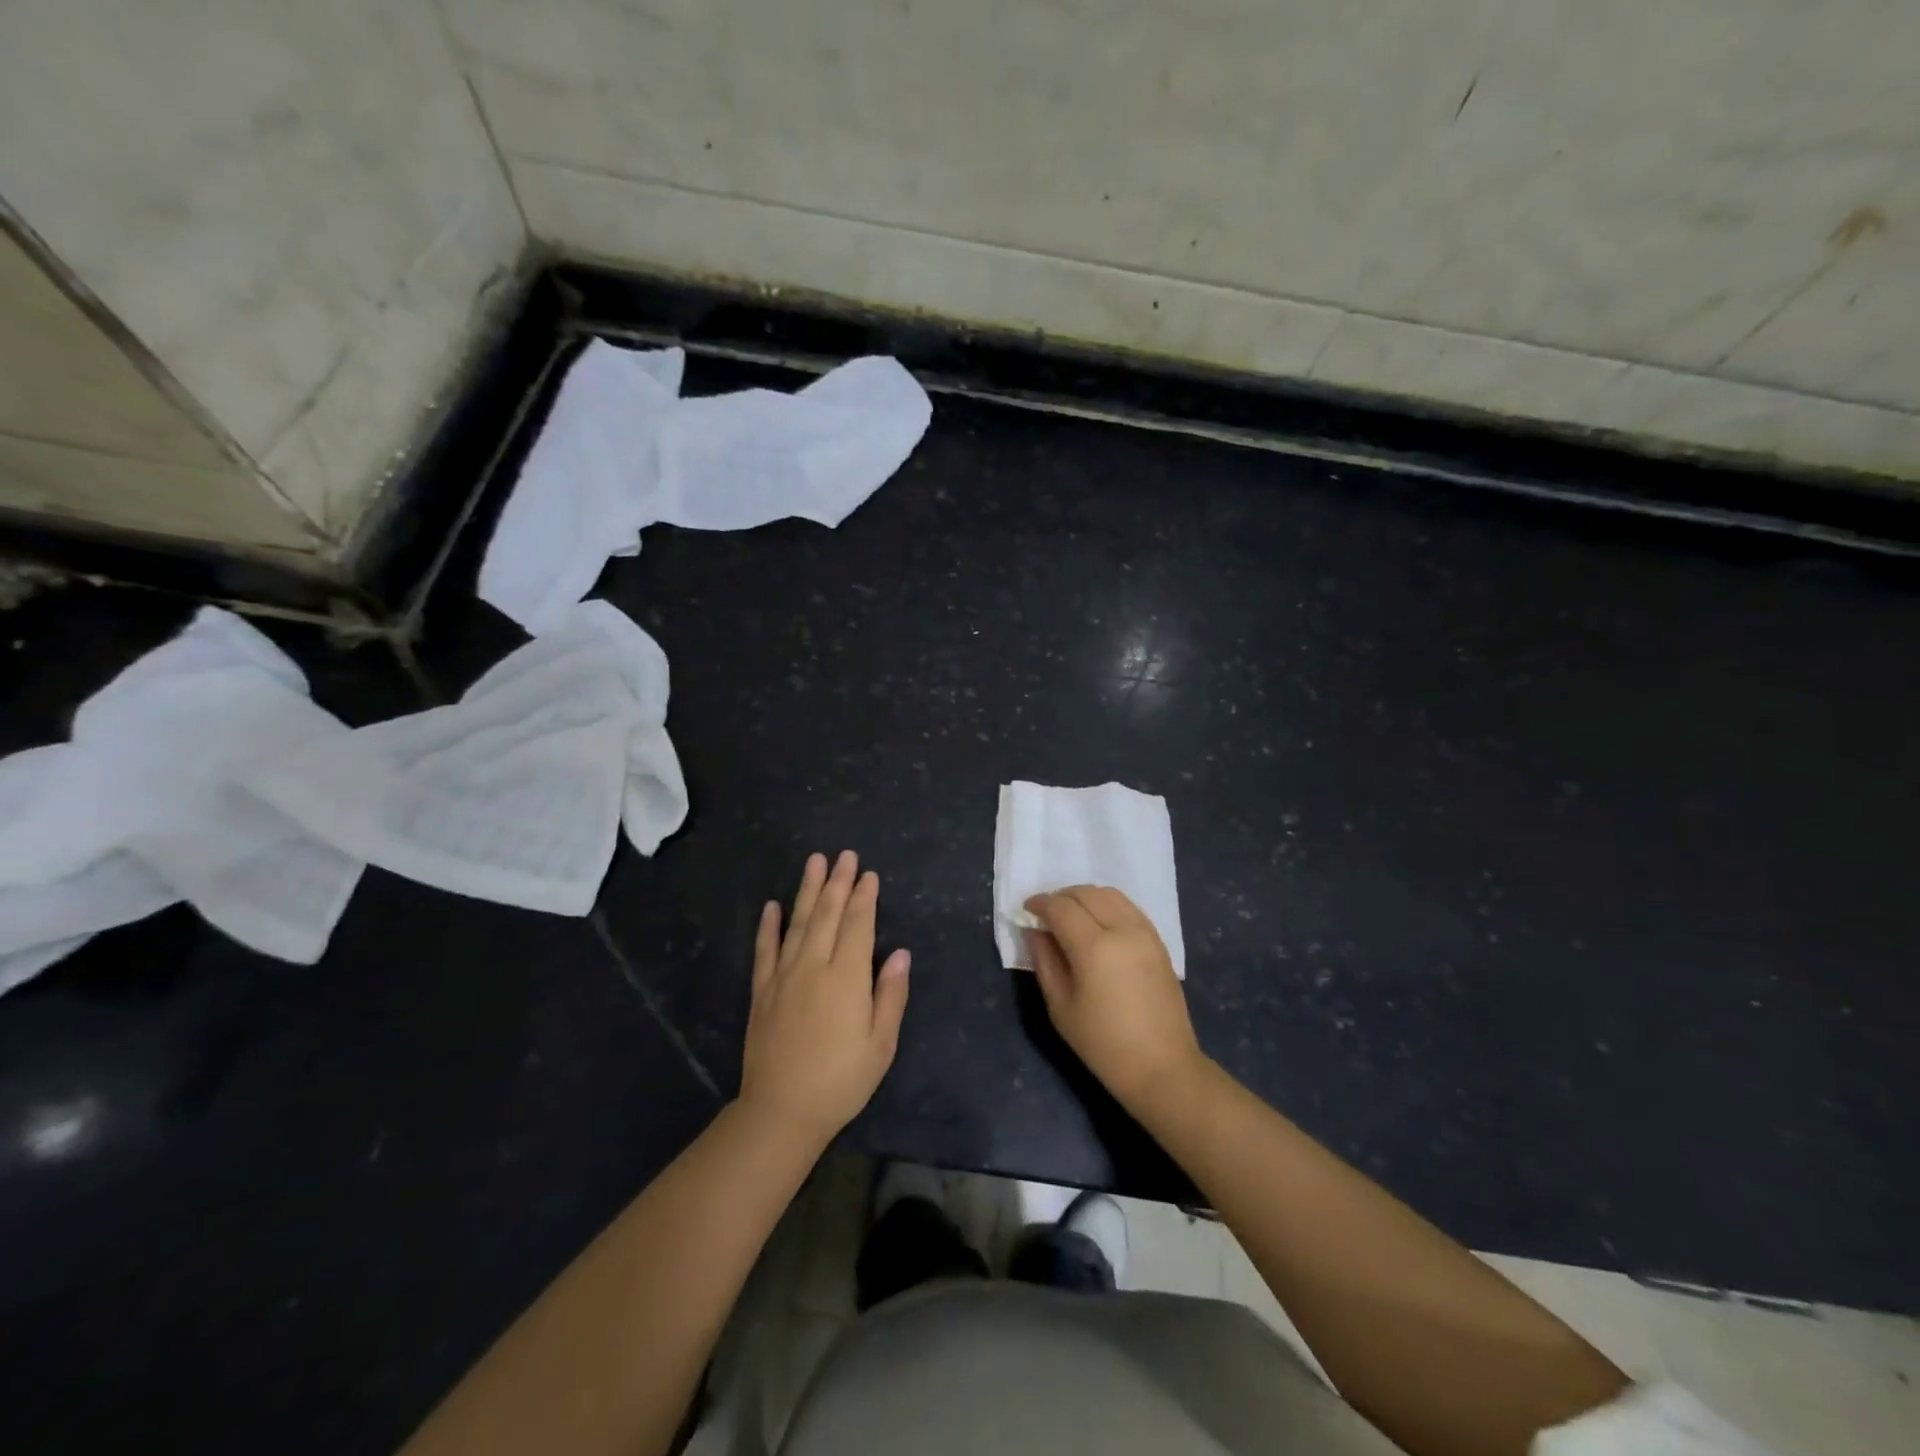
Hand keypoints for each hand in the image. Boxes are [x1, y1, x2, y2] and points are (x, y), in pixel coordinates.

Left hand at [739, 851, 910, 1146]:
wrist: (782, 1111)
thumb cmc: (841, 1080)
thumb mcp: (881, 1043)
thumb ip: (890, 994)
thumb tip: (900, 952)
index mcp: (846, 978)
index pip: (857, 925)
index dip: (864, 898)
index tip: (869, 875)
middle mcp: (814, 966)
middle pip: (827, 915)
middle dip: (838, 883)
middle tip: (844, 855)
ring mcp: (784, 976)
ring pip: (797, 923)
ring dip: (807, 890)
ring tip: (814, 862)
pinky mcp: (762, 991)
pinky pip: (765, 950)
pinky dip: (769, 926)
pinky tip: (772, 905)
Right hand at [1024, 885, 1205, 1110]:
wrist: (1162, 1067)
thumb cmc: (1103, 1044)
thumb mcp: (1061, 1007)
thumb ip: (1044, 961)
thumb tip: (1034, 931)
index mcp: (1094, 947)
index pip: (1061, 907)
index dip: (1040, 904)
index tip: (1027, 910)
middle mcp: (1122, 929)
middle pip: (1086, 893)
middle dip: (1061, 897)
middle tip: (1046, 914)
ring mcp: (1145, 932)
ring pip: (1110, 894)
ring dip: (1085, 897)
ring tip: (1071, 915)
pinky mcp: (1159, 941)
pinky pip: (1128, 907)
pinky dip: (1108, 904)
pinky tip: (1098, 923)